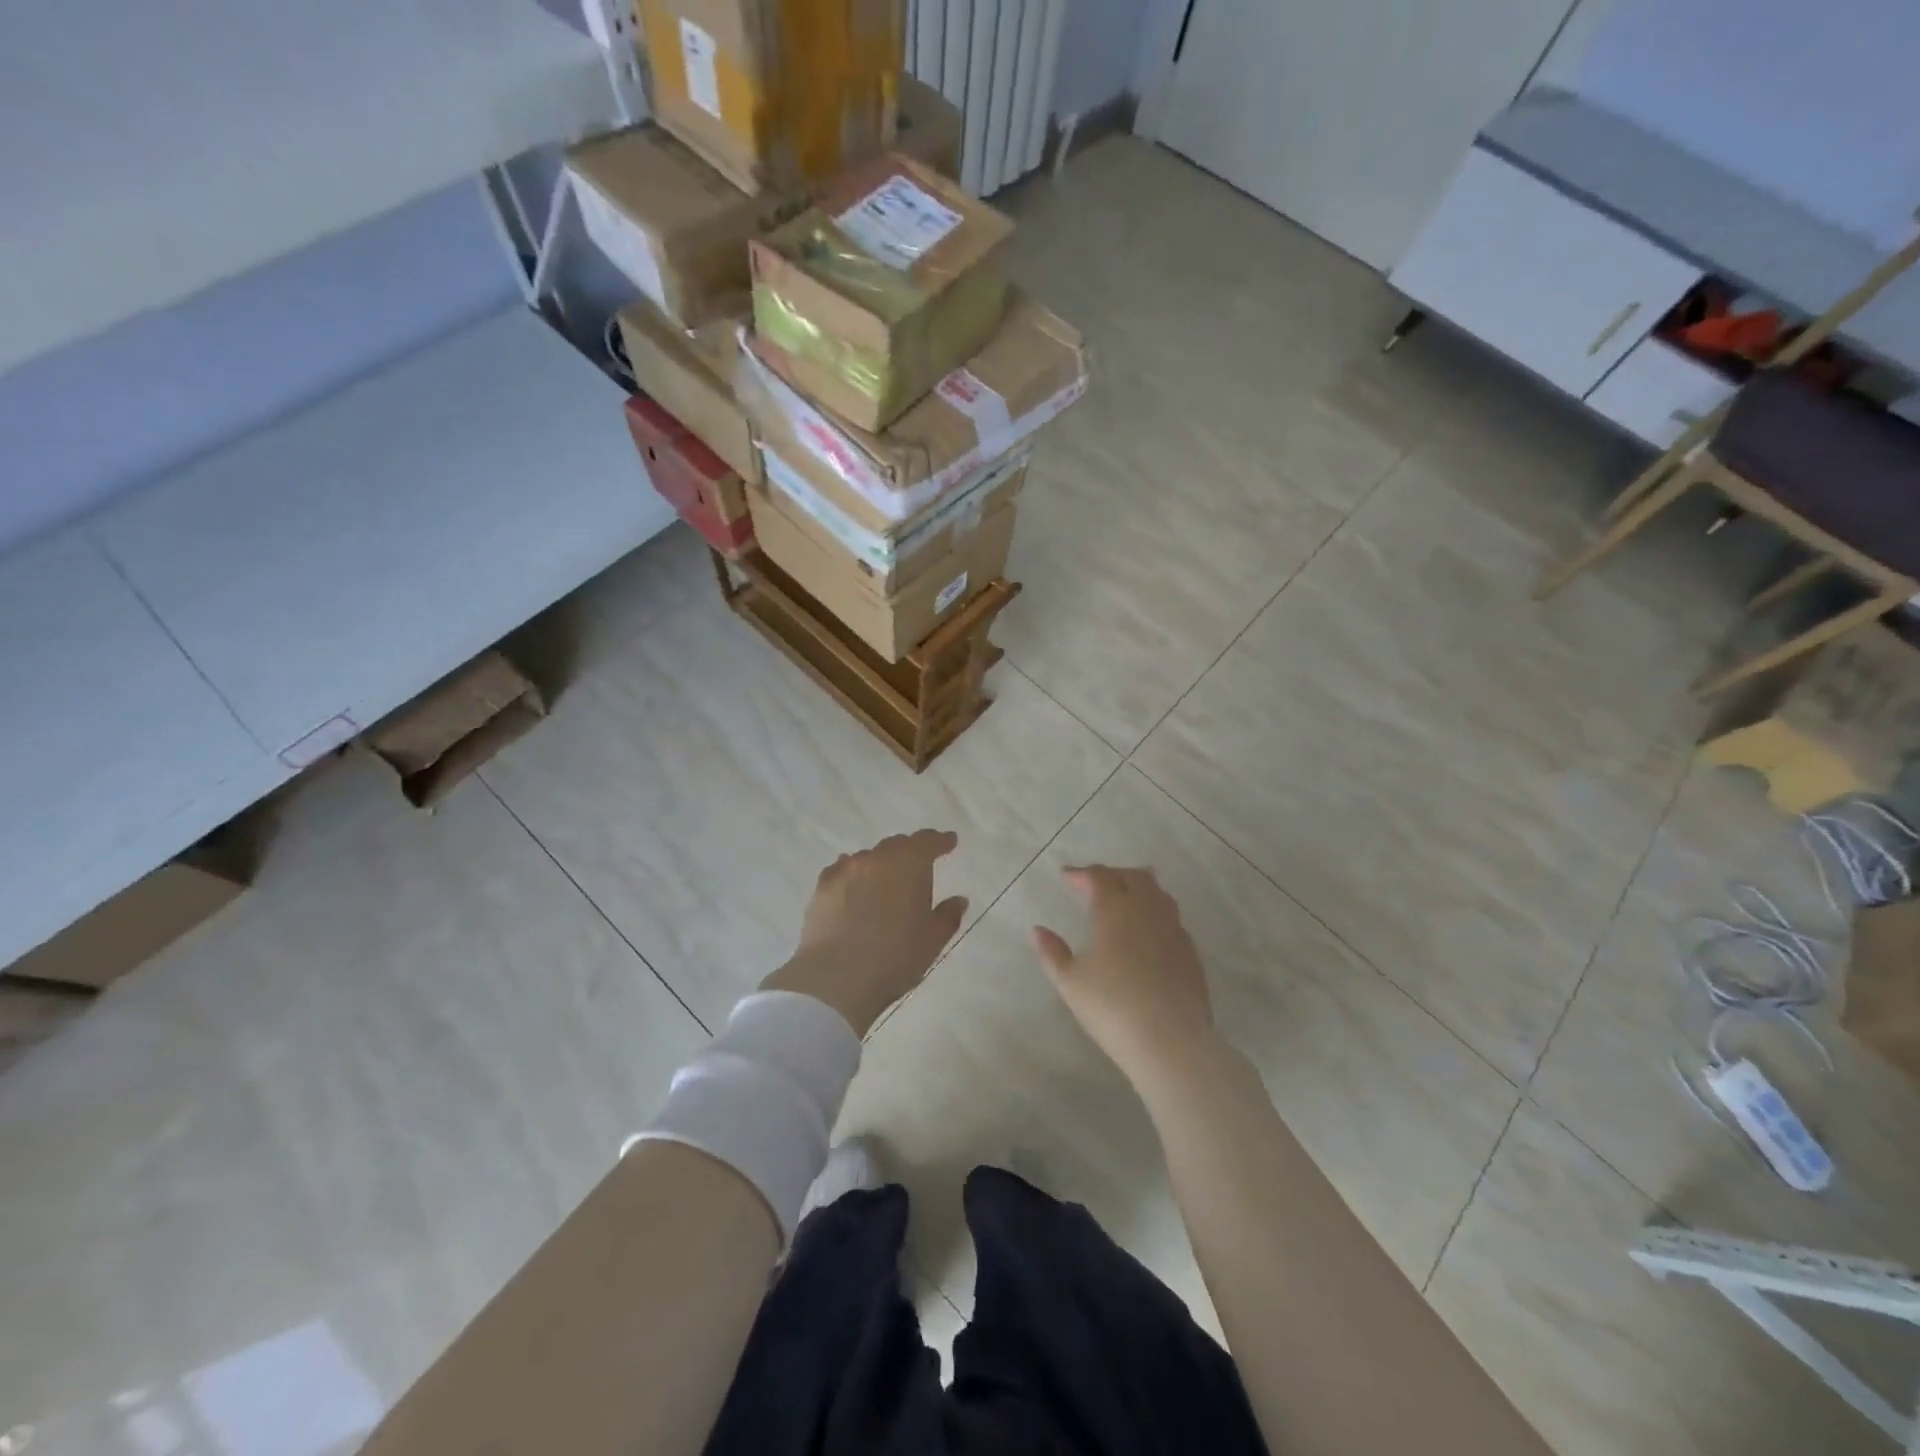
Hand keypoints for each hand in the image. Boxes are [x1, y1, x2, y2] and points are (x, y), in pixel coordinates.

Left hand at [760, 830, 968, 1036]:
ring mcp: (846, 870)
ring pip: (869, 857)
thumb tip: (958, 900)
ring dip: (881, 864)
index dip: (940, 841)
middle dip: (910, 852)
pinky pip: (843, 870)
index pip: (927, 842)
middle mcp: (877, 858)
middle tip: (919, 865)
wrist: (836, 978)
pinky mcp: (822, 887)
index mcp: (909, 865)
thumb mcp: (932, 941)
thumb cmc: (895, 957)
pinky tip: (854, 884)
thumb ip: (947, 916)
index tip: (949, 842)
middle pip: (897, 846)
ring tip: (886, 881)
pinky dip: (854, 873)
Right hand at [1032, 866, 1222, 1091]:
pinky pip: (1172, 918)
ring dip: (1139, 887)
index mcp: (1115, 909)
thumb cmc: (1111, 1007)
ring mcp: (1174, 929)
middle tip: (1094, 883)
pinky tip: (1148, 932)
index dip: (1081, 874)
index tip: (1066, 876)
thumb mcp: (1070, 982)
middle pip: (1133, 876)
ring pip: (1158, 893)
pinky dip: (1155, 913)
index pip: (1098, 877)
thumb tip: (1038, 930)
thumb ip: (1052, 952)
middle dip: (1111, 875)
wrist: (1170, 1041)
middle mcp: (1147, 910)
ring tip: (1125, 896)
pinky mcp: (1190, 951)